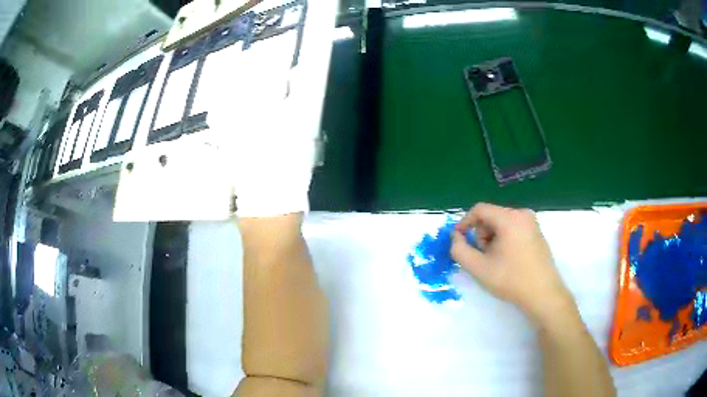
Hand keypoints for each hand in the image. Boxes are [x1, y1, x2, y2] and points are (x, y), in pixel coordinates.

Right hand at [451, 203, 574, 323]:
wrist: (543, 294)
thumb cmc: (511, 280)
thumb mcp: (478, 268)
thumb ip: (459, 250)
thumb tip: (456, 237)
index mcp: (510, 218)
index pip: (480, 209)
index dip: (465, 222)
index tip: (458, 239)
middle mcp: (522, 214)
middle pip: (491, 216)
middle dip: (481, 235)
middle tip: (482, 257)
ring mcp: (532, 223)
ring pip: (502, 223)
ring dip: (492, 239)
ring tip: (496, 260)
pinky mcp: (537, 232)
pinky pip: (514, 229)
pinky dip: (505, 240)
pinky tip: (508, 260)